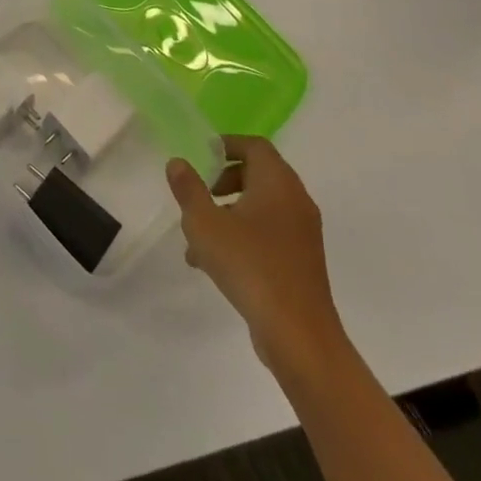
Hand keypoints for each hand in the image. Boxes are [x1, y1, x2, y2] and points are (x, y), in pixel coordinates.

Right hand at [167, 135, 344, 377]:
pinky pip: (270, 234)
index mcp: (278, 182)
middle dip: (224, 180)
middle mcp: (296, 201)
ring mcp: (303, 233)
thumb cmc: (250, 266)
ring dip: (229, 213)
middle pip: (258, 174)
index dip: (227, 145)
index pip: (255, 146)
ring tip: (197, 239)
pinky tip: (215, 264)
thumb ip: (188, 189)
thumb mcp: (205, 224)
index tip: (202, 157)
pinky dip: (244, 236)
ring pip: (261, 207)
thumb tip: (178, 162)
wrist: (299, 336)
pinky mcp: (303, 262)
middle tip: (200, 194)